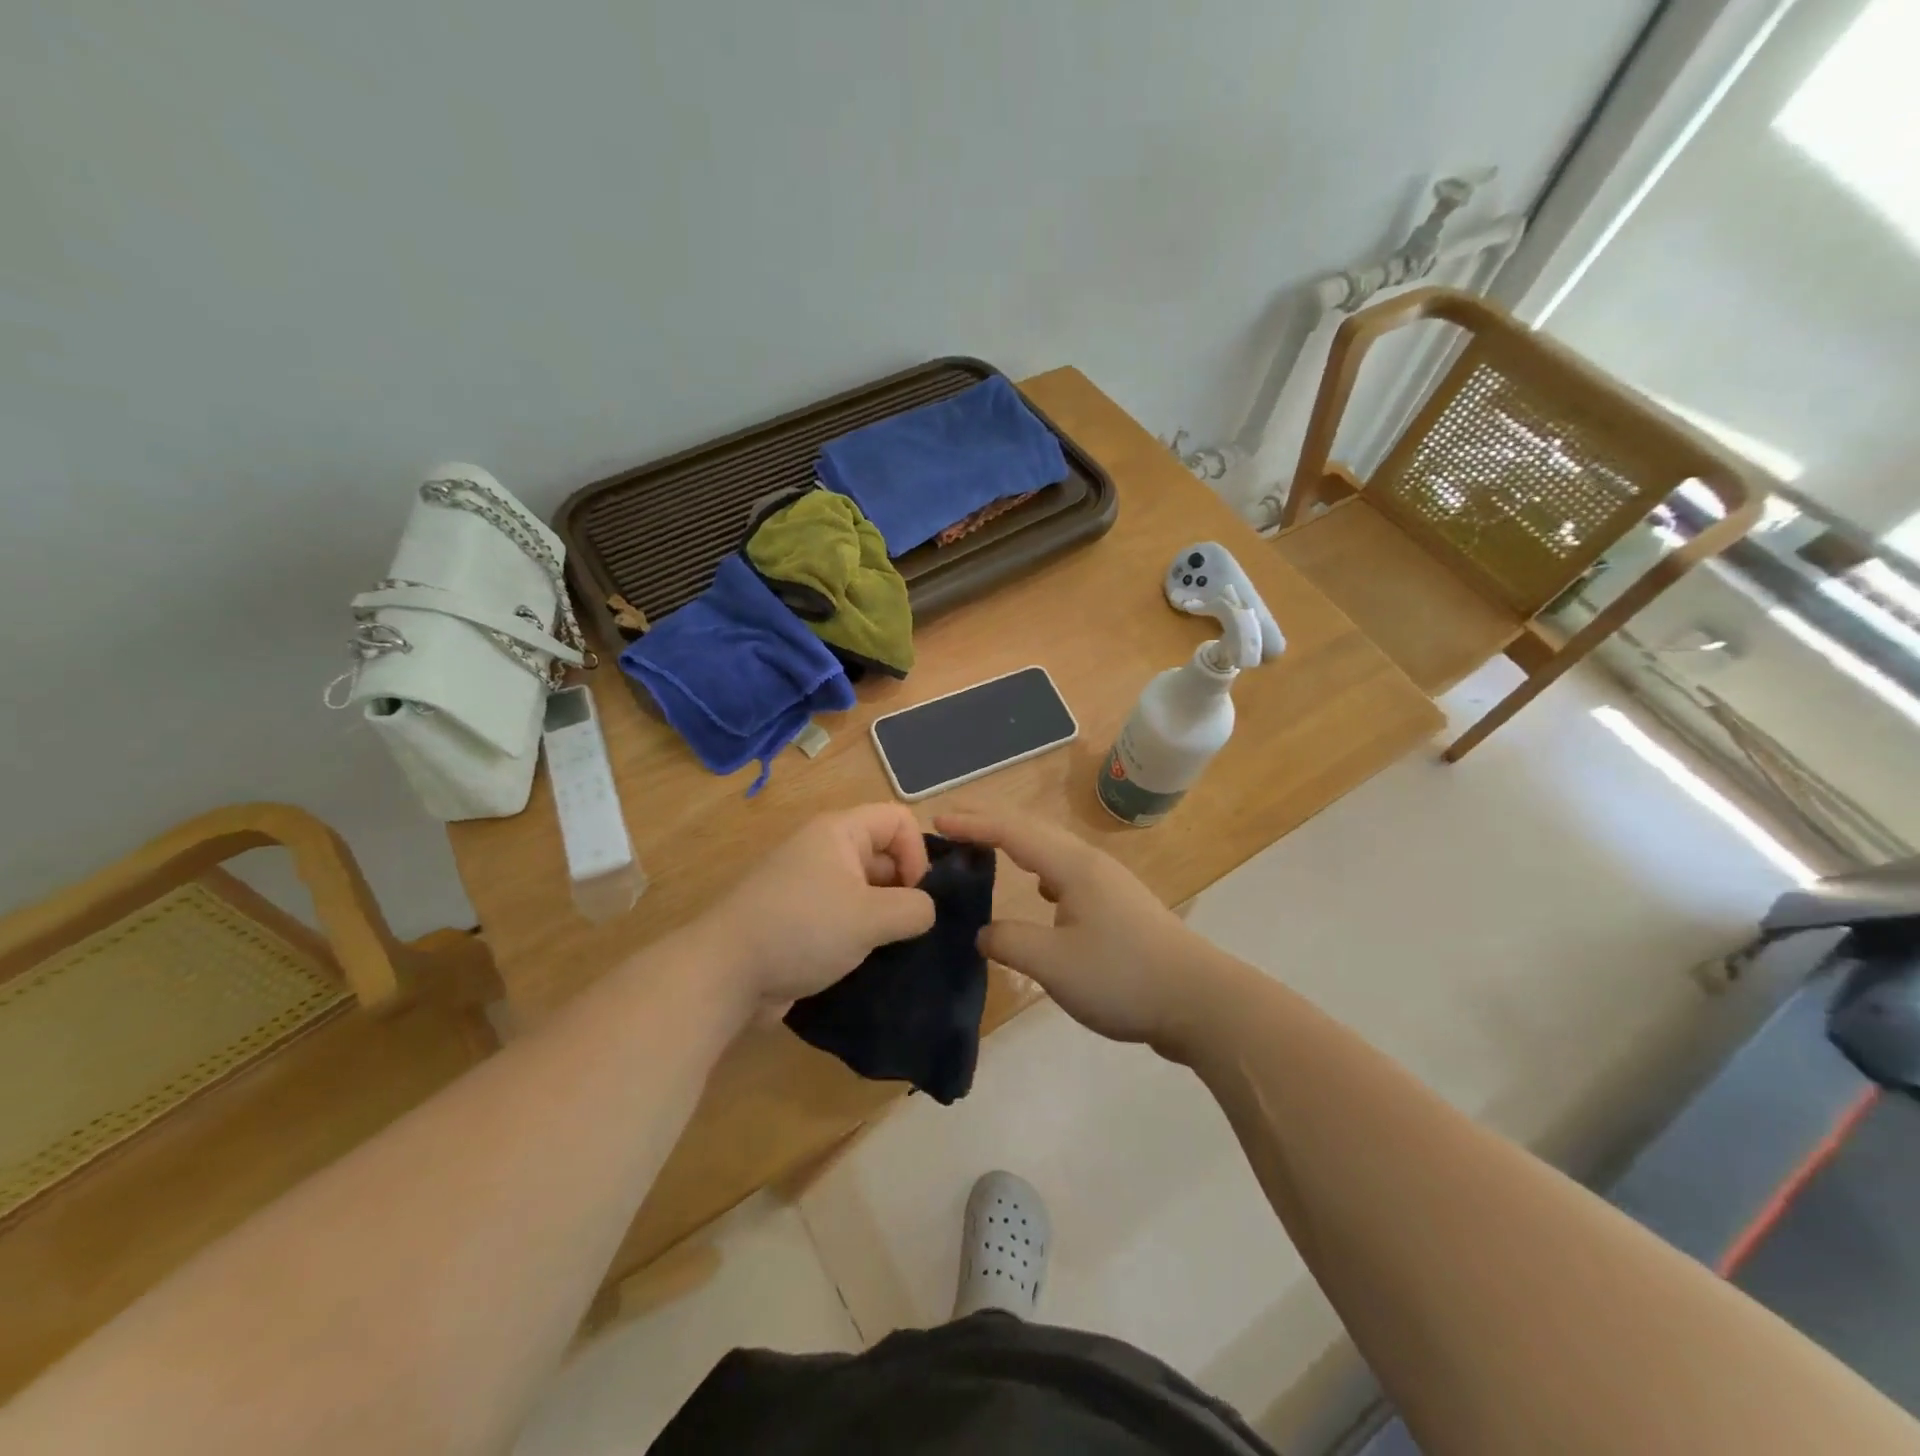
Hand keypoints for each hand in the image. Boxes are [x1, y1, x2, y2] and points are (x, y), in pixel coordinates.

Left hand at [702, 804, 935, 1009]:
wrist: (724, 975)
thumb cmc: (802, 930)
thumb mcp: (870, 917)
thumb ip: (913, 908)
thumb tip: (925, 910)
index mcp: (839, 832)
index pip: (899, 819)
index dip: (917, 852)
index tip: (914, 895)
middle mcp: (824, 851)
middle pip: (884, 853)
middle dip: (904, 888)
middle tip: (908, 929)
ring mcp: (810, 887)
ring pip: (867, 889)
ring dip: (884, 916)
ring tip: (892, 948)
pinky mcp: (801, 920)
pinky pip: (845, 916)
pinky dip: (861, 934)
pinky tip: (869, 962)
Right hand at [934, 810, 1203, 1051]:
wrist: (1200, 1000)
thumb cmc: (1123, 976)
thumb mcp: (1054, 964)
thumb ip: (1009, 943)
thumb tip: (982, 932)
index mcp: (1072, 867)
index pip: (1012, 833)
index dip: (973, 824)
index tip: (936, 821)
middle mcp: (1090, 864)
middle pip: (1032, 832)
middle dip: (990, 825)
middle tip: (952, 826)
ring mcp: (1108, 884)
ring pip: (1051, 853)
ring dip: (1016, 847)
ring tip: (987, 852)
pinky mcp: (1118, 907)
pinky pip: (1066, 875)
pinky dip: (1040, 872)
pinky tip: (1040, 893)